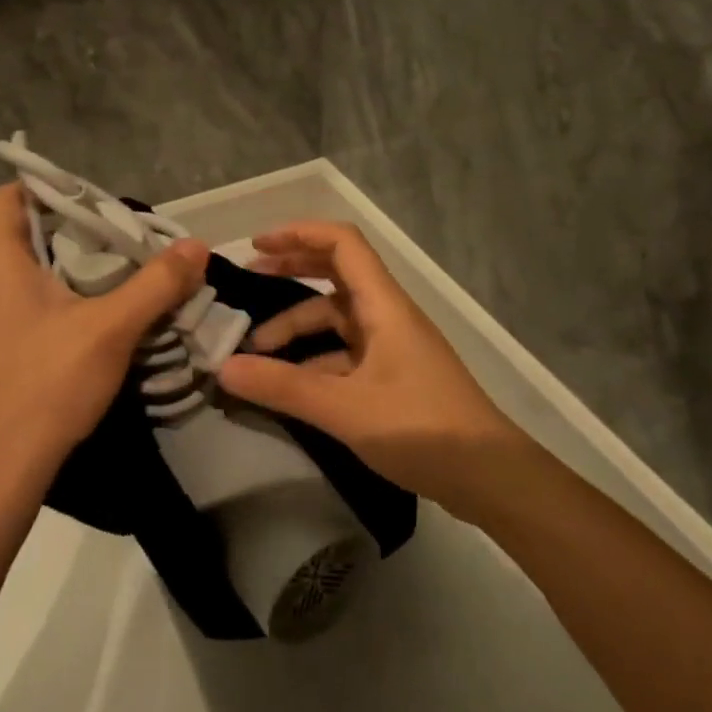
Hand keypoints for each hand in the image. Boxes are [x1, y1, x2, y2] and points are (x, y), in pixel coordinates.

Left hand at [0, 183, 209, 483]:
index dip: (46, 186)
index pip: (8, 197)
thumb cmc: (49, 383)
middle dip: (69, 228)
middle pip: (20, 234)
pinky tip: (87, 318)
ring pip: (21, 272)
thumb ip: (157, 284)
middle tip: (117, 235)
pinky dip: (51, 297)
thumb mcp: (113, 328)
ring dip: (62, 265)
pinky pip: (18, 303)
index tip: (93, 197)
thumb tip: (196, 246)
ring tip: (111, 272)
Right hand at [215, 221, 528, 511]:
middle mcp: (387, 315)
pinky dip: (314, 358)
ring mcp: (392, 345)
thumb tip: (223, 368)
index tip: (257, 246)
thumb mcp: (344, 408)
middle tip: (248, 279)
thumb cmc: (421, 429)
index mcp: (383, 304)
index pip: (342, 243)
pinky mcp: (393, 375)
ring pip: (337, 319)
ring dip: (297, 326)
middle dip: (292, 269)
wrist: (488, 477)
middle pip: (336, 273)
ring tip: (255, 351)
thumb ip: (283, 387)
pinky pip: (344, 352)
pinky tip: (288, 384)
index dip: (298, 234)